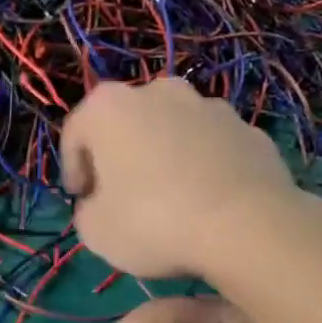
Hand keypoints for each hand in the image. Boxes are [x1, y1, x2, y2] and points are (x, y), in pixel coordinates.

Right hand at [60, 79, 303, 280]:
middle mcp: (158, 91)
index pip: (75, 133)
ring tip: (169, 199)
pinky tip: (207, 201)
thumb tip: (100, 203)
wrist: (248, 226)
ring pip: (172, 130)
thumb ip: (87, 210)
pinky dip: (203, 166)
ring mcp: (209, 105)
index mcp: (109, 107)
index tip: (81, 198)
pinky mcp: (248, 128)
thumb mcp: (95, 231)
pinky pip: (211, 147)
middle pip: (126, 124)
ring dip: (164, 156)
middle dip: (120, 155)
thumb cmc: (154, 222)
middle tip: (120, 195)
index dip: (73, 168)